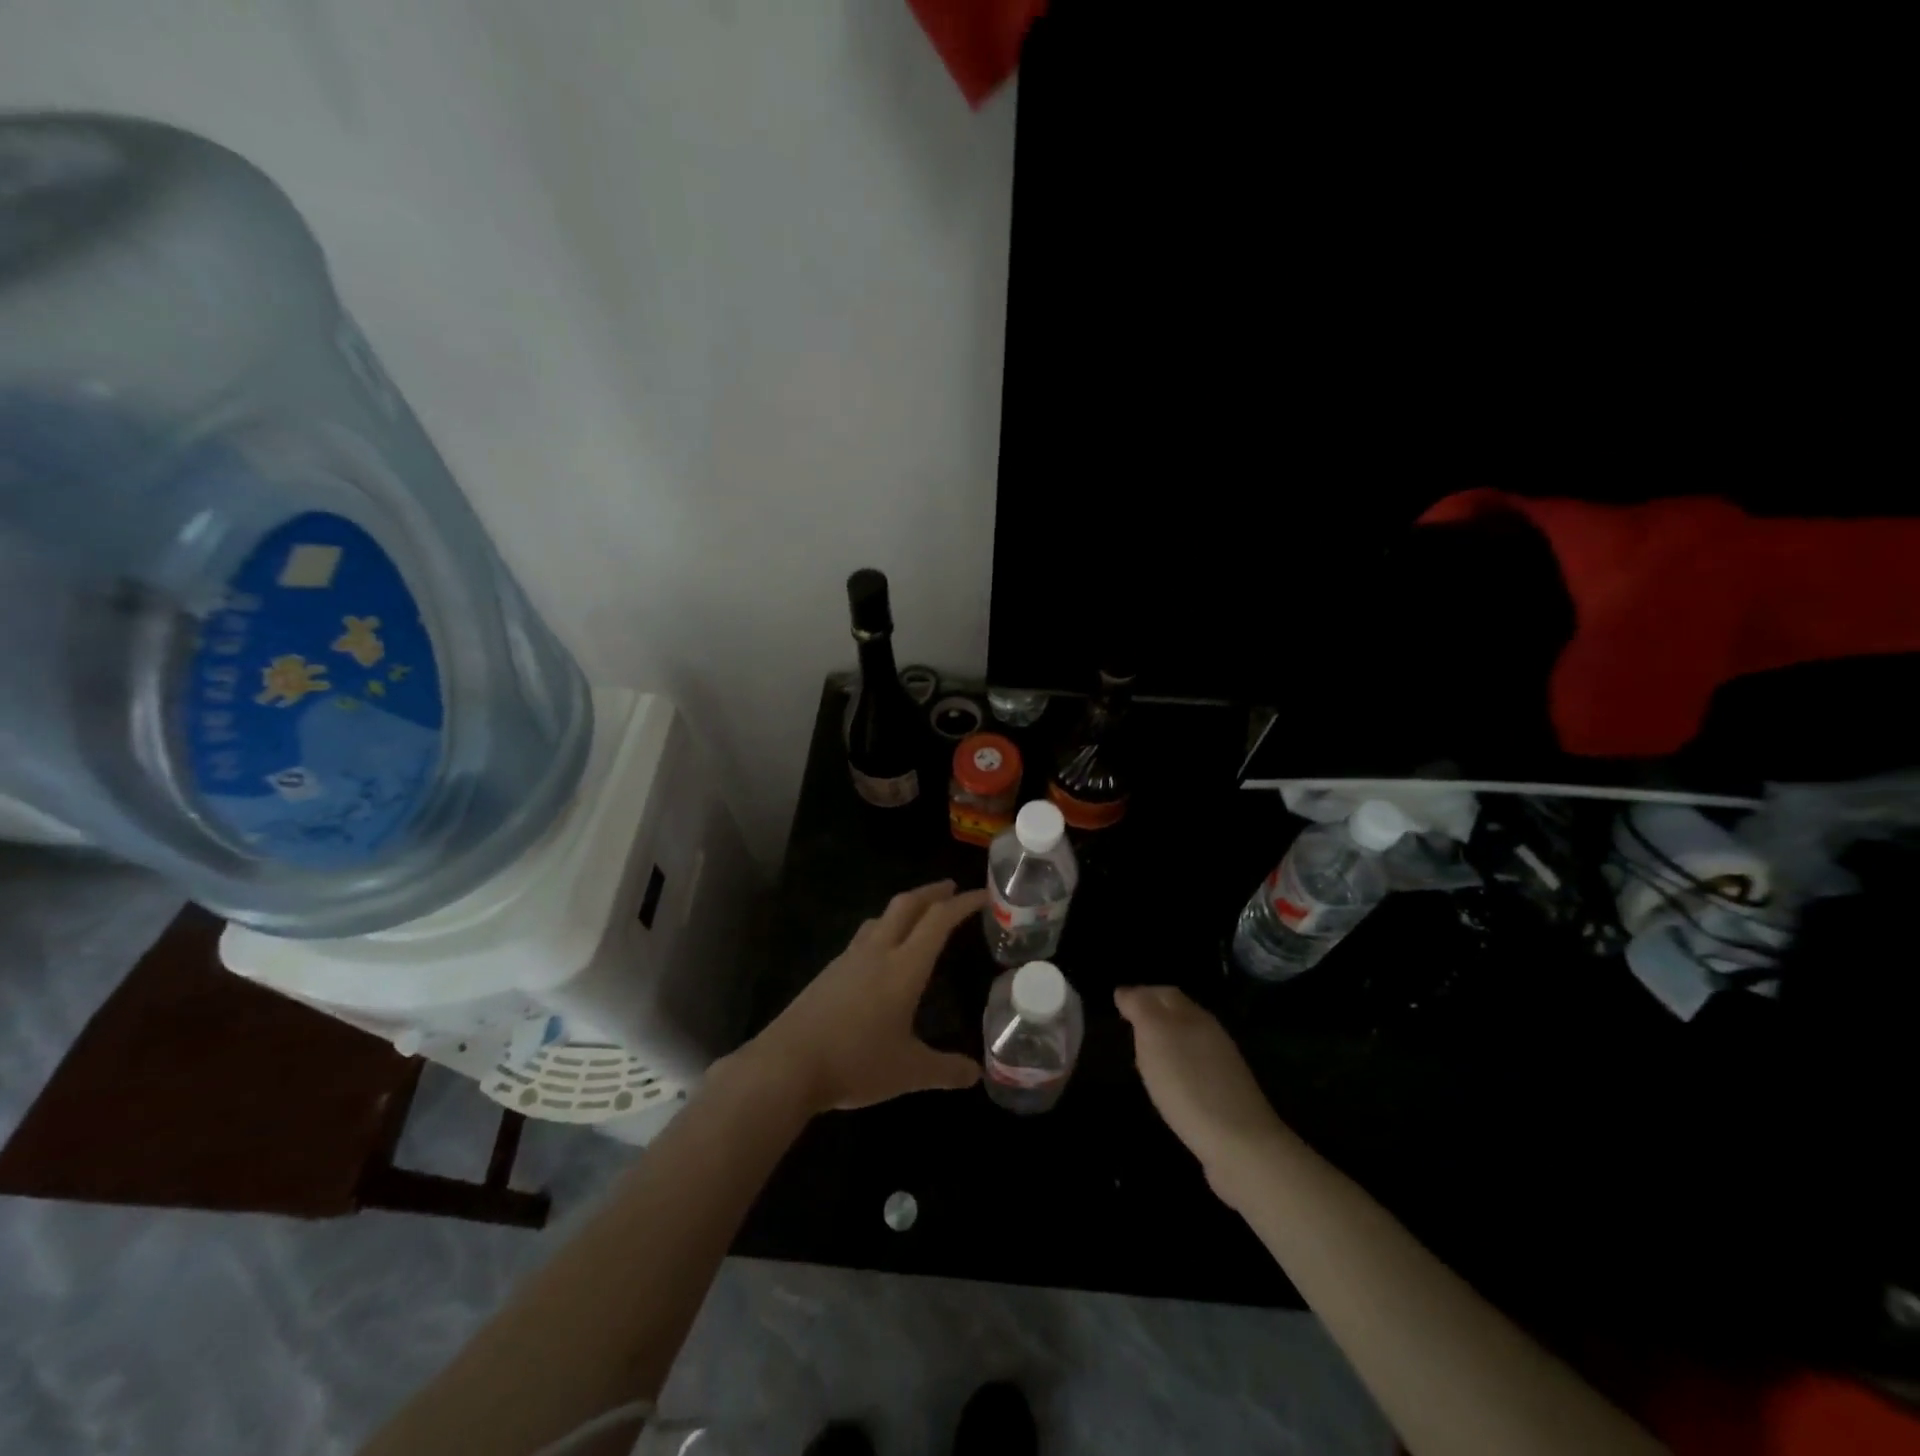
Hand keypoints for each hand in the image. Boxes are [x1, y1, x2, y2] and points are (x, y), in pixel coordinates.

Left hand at [739, 881, 986, 1113]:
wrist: (787, 1065)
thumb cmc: (855, 1062)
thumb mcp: (909, 1072)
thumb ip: (945, 1069)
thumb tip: (975, 1074)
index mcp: (904, 967)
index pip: (938, 921)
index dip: (962, 903)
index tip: (982, 894)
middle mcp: (877, 952)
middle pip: (906, 905)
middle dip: (931, 892)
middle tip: (950, 889)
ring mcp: (848, 959)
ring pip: (881, 918)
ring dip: (904, 909)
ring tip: (917, 917)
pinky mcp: (828, 972)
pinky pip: (863, 937)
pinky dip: (882, 930)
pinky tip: (880, 953)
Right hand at [1116, 986, 1289, 1207]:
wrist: (1241, 1145)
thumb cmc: (1188, 1084)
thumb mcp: (1155, 1036)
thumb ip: (1140, 1008)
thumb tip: (1126, 991)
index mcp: (1193, 1015)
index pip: (1163, 992)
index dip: (1141, 994)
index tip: (1118, 1003)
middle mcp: (1210, 1033)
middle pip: (1178, 1014)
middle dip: (1154, 1012)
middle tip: (1128, 1022)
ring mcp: (1221, 1066)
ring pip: (1187, 1040)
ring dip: (1165, 1040)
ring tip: (1142, 1052)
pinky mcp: (1225, 1096)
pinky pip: (1194, 1069)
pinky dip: (1176, 1066)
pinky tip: (1167, 1083)